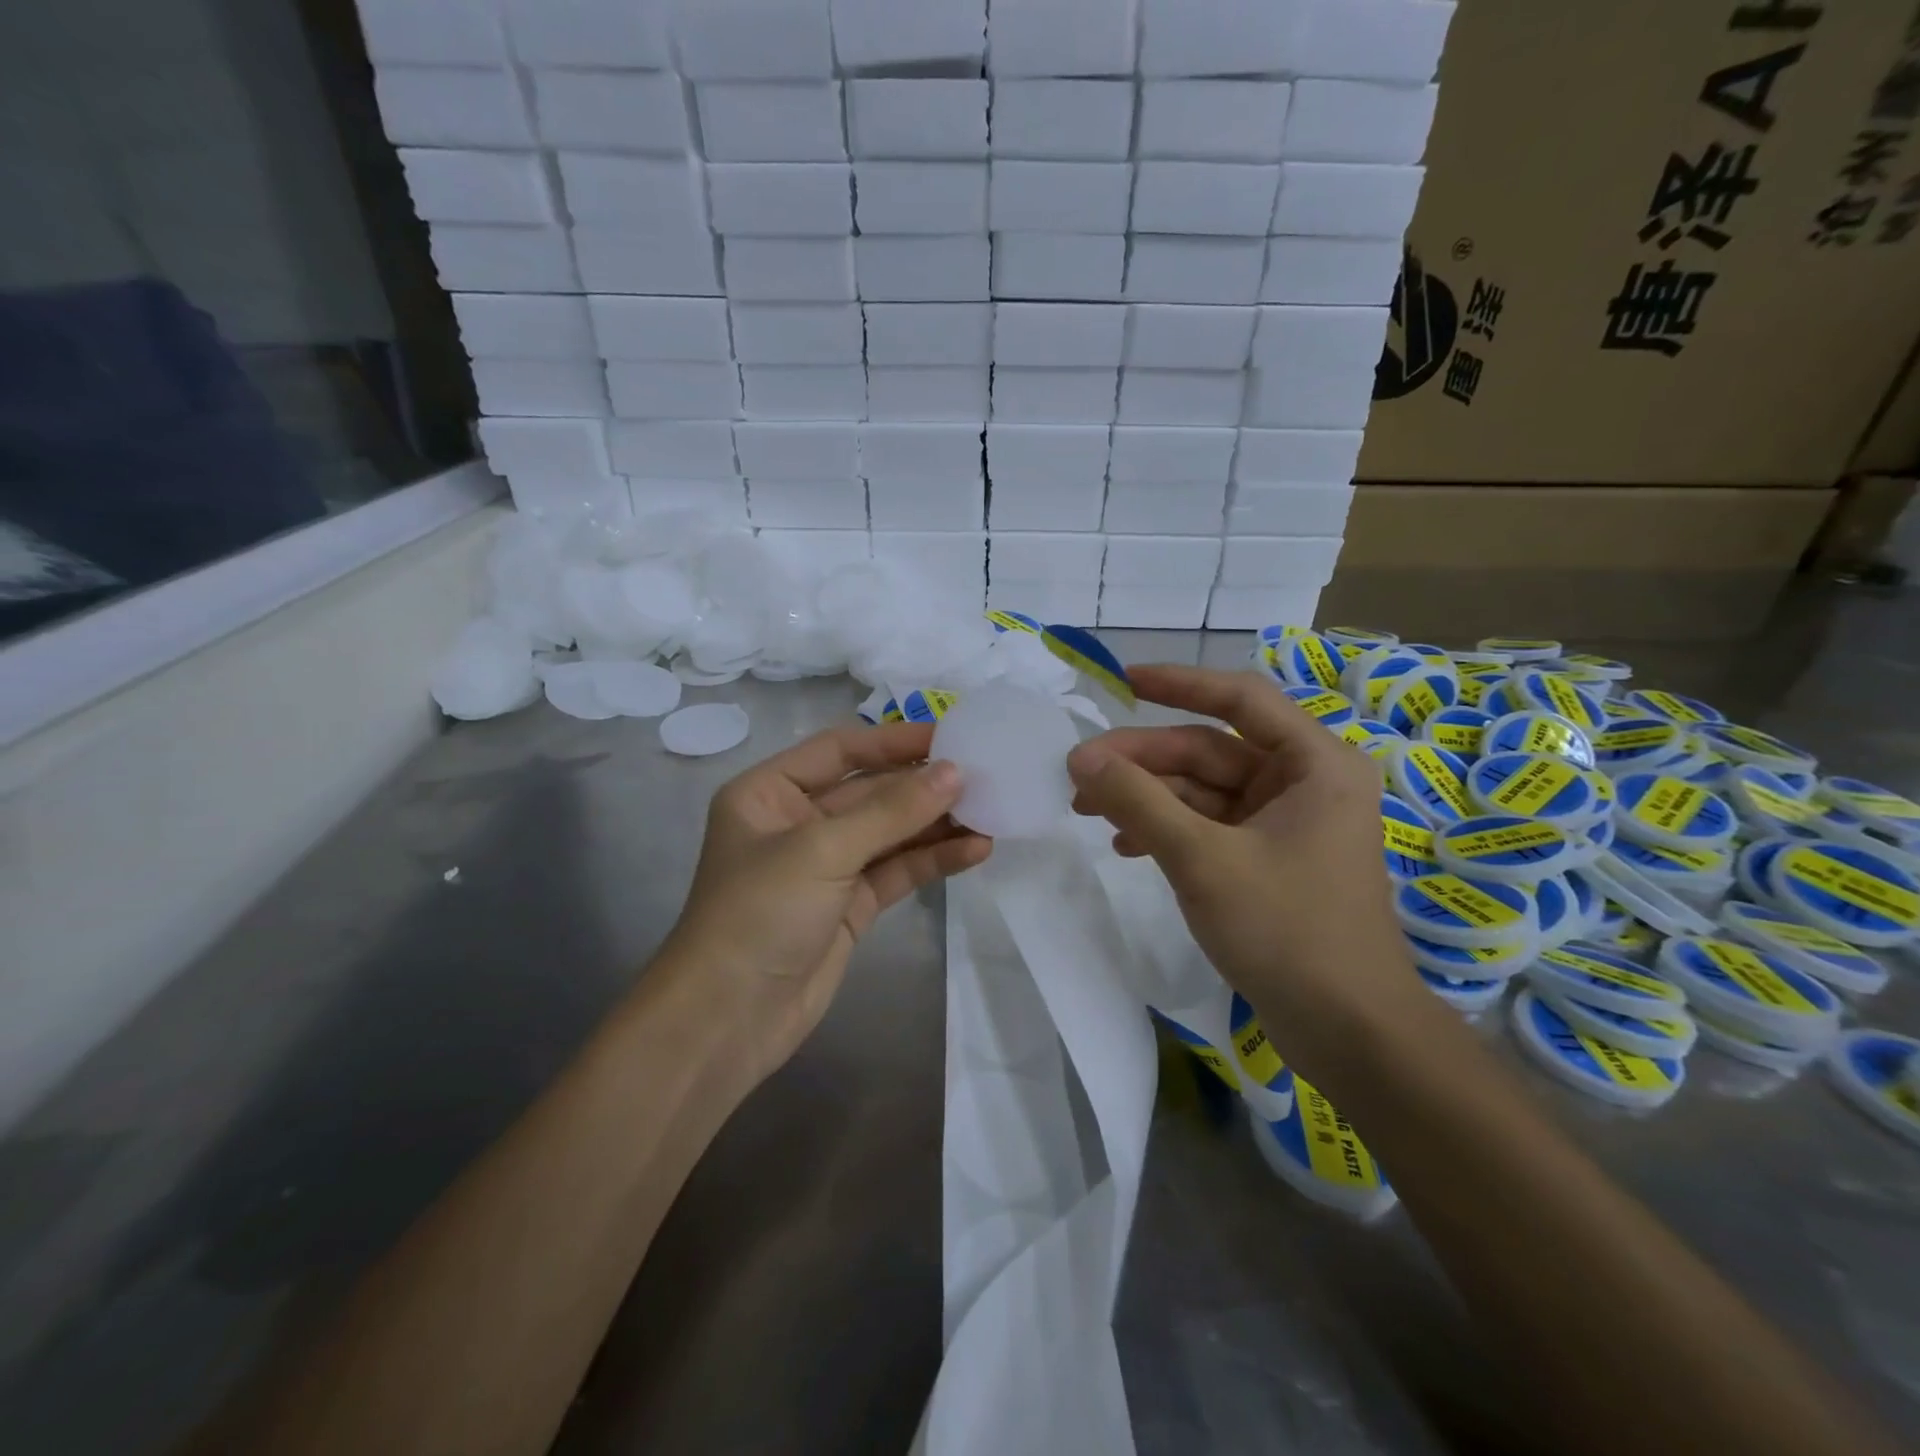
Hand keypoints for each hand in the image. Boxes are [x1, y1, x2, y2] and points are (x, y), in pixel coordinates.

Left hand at [664, 721, 990, 1087]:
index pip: (840, 750)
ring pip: (890, 833)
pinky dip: (933, 860)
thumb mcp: (823, 849)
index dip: (894, 741)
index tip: (951, 735)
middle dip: (923, 786)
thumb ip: (892, 810)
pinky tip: (975, 850)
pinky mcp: (850, 905)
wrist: (728, 1020)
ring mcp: (826, 866)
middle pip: (871, 791)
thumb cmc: (760, 913)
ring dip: (936, 824)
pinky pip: (897, 871)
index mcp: (770, 792)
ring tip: (992, 812)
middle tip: (984, 775)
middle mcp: (797, 821)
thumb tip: (955, 772)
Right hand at [1066, 664, 1422, 1038]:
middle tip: (1078, 773)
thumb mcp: (1201, 859)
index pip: (1240, 699)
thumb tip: (1080, 758)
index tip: (1121, 681)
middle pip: (1210, 750)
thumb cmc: (1286, 931)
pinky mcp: (1271, 859)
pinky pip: (1211, 826)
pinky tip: (1126, 846)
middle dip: (1143, 761)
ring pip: (1204, 791)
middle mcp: (1305, 782)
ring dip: (1148, 798)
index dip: (1179, 683)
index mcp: (1314, 763)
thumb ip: (1138, 802)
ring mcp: (1288, 823)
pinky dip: (1168, 830)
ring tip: (1088, 812)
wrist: (1349, 1032)